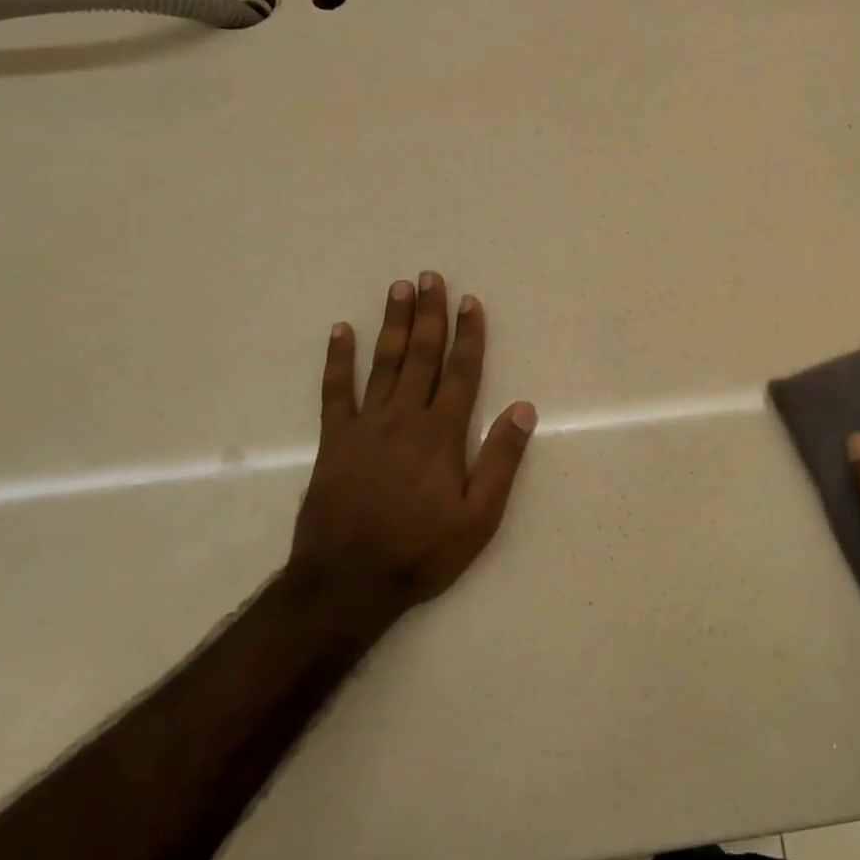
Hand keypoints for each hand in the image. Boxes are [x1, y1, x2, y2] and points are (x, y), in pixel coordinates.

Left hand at [290, 272, 536, 624]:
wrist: (347, 582)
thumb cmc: (422, 551)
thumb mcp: (479, 517)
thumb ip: (501, 460)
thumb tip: (524, 408)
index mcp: (442, 434)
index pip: (461, 373)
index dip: (469, 335)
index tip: (471, 302)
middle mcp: (405, 419)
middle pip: (421, 356)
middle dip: (429, 314)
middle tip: (430, 277)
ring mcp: (366, 427)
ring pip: (383, 363)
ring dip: (393, 324)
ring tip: (398, 288)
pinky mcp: (335, 441)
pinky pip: (335, 391)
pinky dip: (338, 360)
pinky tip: (341, 331)